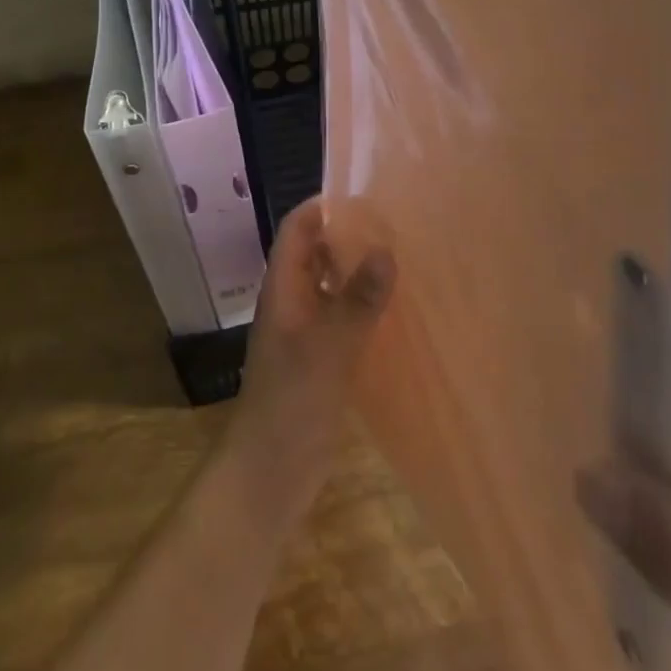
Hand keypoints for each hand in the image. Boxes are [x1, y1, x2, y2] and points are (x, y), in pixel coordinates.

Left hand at [225, 198, 394, 512]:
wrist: (269, 473)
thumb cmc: (292, 402)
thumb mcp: (329, 347)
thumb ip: (357, 300)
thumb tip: (385, 250)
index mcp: (283, 289)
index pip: (297, 229)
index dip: (323, 207)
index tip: (365, 197)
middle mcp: (291, 302)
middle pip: (315, 253)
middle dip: (347, 236)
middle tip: (394, 226)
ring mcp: (304, 332)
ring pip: (330, 287)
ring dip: (357, 272)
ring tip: (402, 260)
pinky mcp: (319, 360)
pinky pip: (341, 319)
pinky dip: (362, 308)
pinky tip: (394, 313)